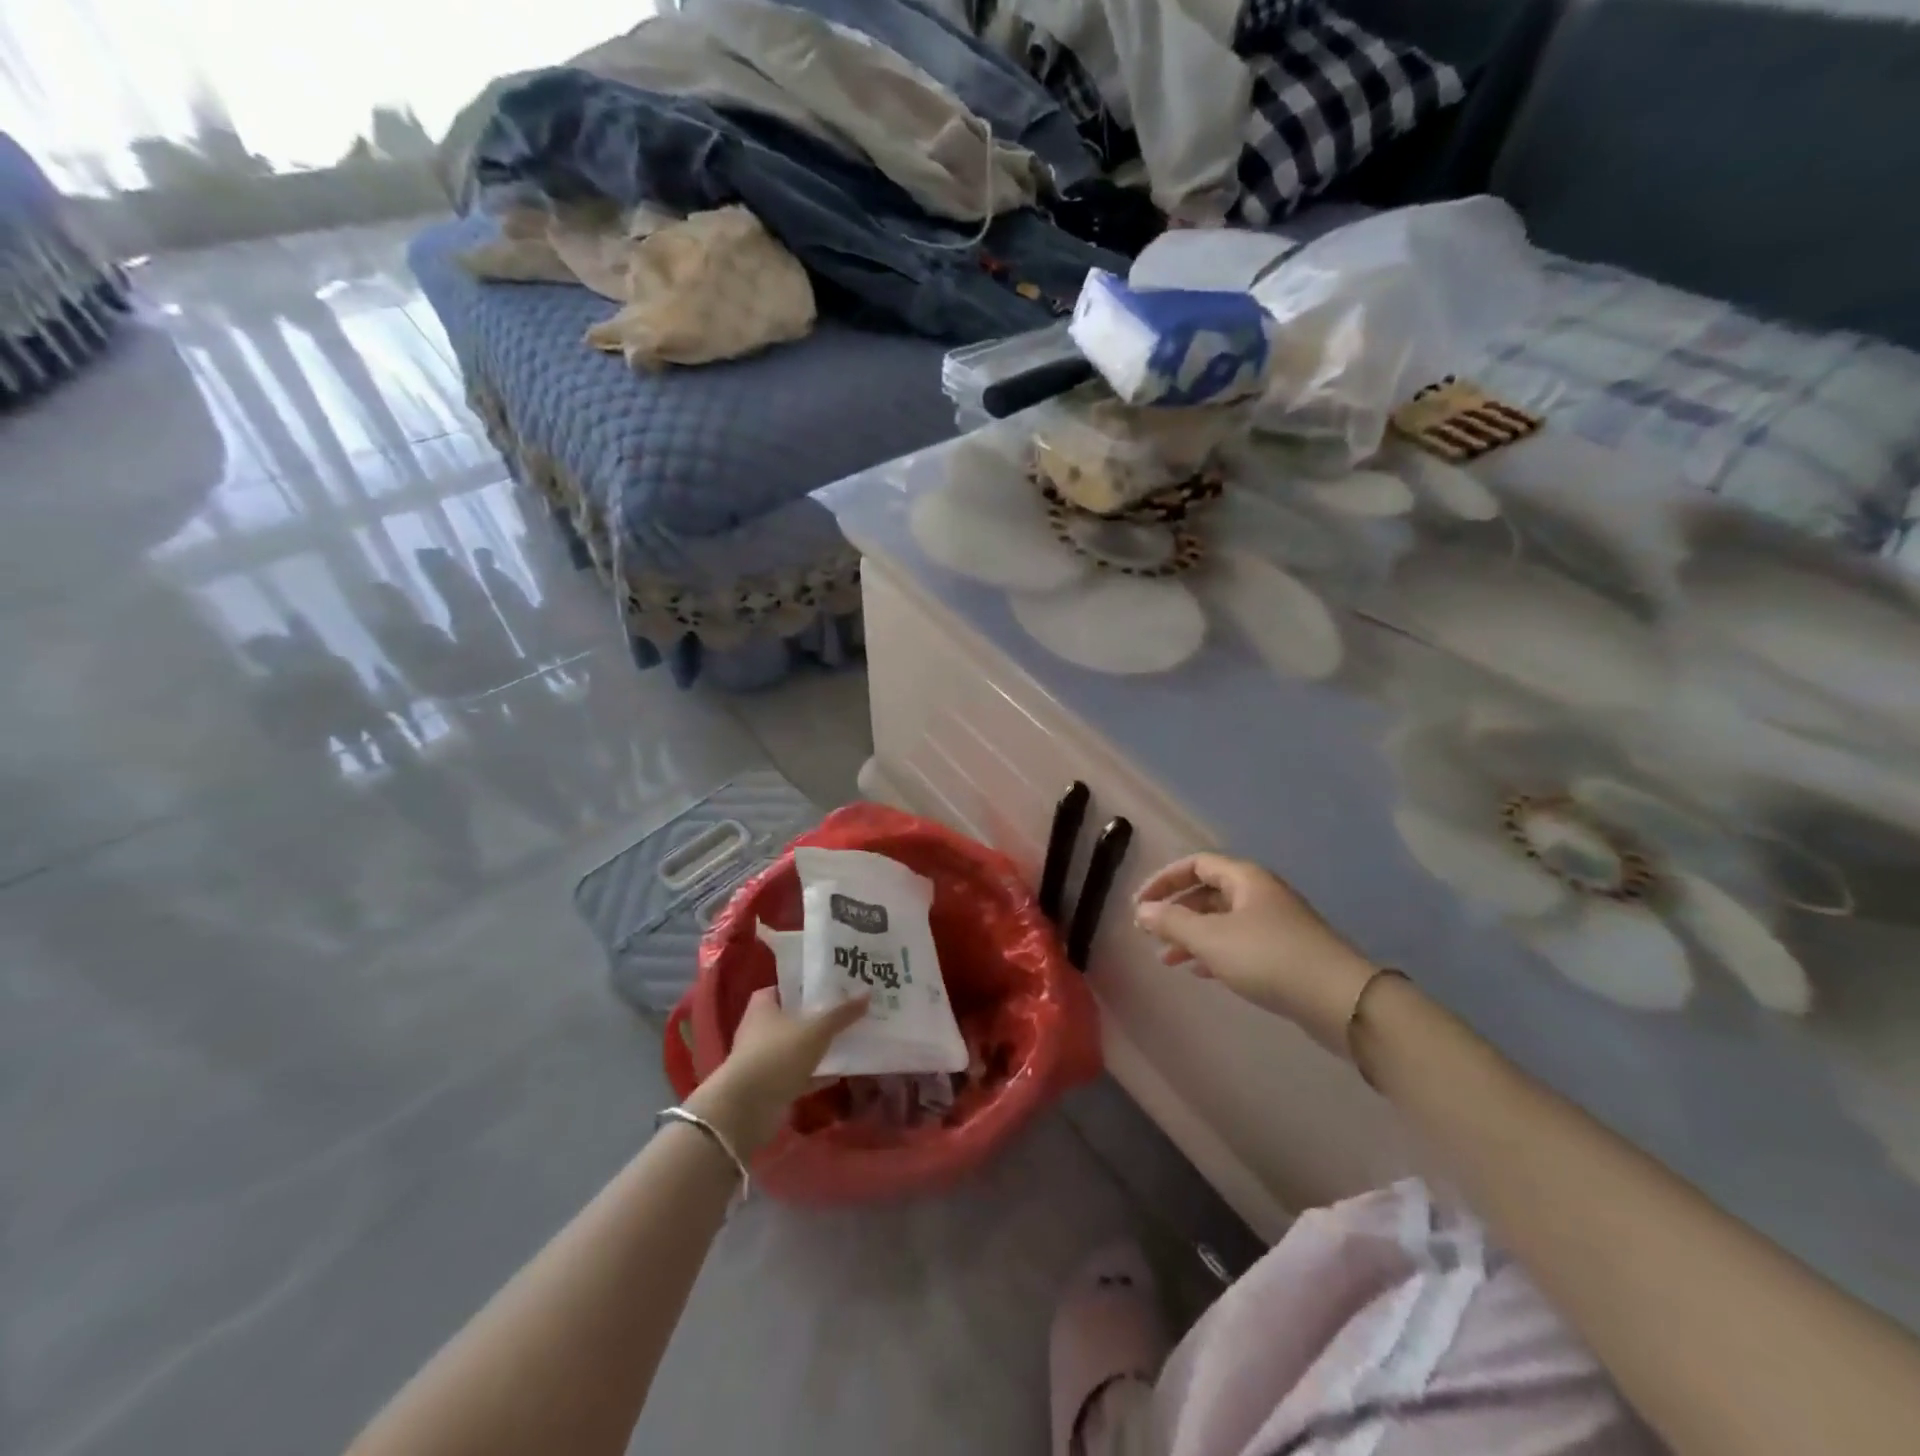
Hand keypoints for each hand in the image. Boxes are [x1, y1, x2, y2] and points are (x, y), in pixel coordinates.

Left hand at [686, 988, 867, 1155]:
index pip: (785, 987)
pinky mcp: (770, 1086)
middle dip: (817, 1016)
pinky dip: (816, 1074)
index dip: (806, 985)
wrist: (747, 1109)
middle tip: (847, 1009)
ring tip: (849, 1038)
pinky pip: (799, 1075)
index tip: (832, 985)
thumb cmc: (778, 1054)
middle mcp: (760, 1029)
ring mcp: (764, 1060)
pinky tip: (840, 1073)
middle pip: (793, 1017)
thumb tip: (867, 993)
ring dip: (817, 1047)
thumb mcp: (816, 1029)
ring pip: (797, 1047)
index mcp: (764, 1006)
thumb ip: (841, 1013)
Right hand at [1134, 853, 1376, 1054]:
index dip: (1164, 879)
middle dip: (1176, 911)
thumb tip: (1142, 910)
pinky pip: (1238, 943)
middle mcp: (1260, 893)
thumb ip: (1172, 922)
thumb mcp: (1211, 938)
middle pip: (1208, 892)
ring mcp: (1275, 923)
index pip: (1195, 864)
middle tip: (1150, 933)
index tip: (1140, 904)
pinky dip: (1214, 952)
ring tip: (1167, 959)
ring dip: (1192, 935)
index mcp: (1244, 878)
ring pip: (1222, 920)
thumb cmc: (1268, 958)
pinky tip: (1199, 972)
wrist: (1339, 999)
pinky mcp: (1284, 952)